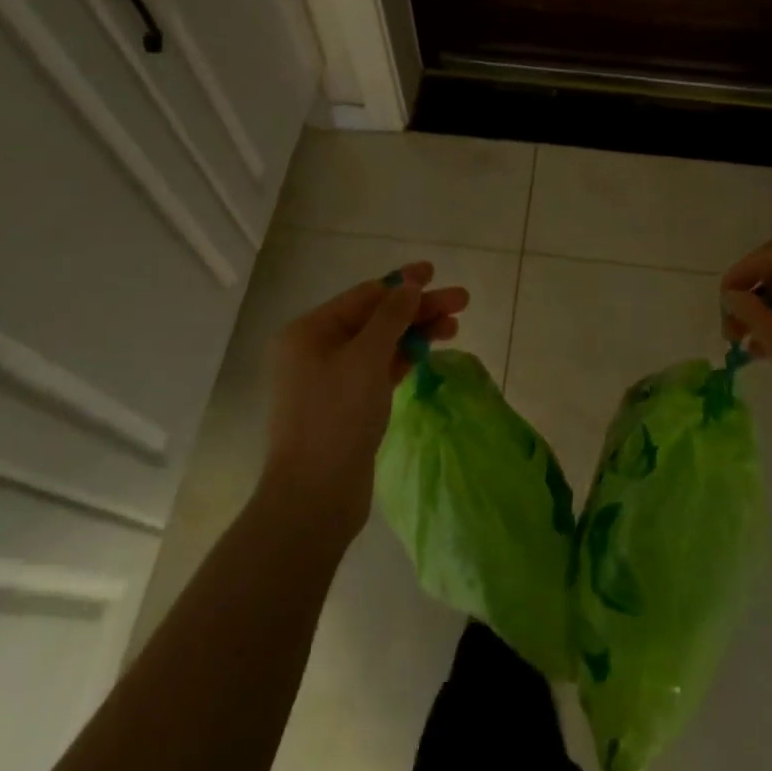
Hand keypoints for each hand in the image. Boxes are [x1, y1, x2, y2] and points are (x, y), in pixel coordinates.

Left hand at [260, 262, 468, 543]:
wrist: (315, 497)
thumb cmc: (336, 417)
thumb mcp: (366, 358)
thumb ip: (391, 317)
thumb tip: (409, 285)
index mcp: (310, 331)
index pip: (365, 295)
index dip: (403, 283)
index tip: (436, 273)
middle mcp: (316, 349)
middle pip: (376, 318)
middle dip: (417, 309)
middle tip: (461, 302)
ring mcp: (331, 379)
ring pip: (381, 344)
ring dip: (416, 333)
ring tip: (454, 328)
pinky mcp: (346, 405)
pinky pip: (379, 369)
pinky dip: (404, 359)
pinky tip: (429, 354)